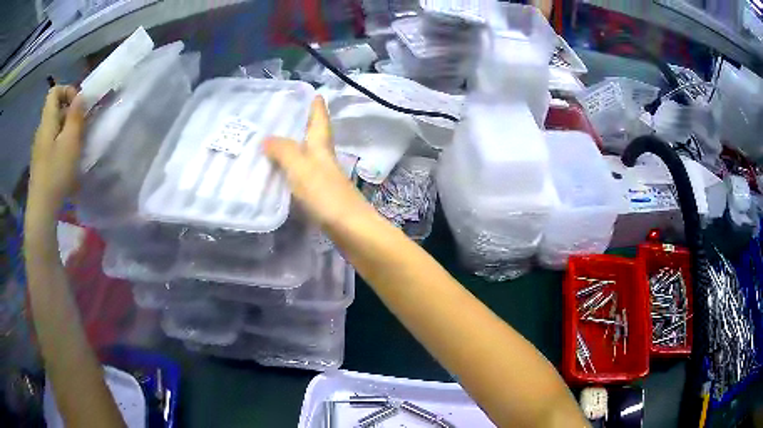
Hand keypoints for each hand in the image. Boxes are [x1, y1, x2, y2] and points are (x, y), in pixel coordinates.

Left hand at [27, 86, 83, 218]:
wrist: (41, 209)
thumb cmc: (56, 173)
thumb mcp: (71, 142)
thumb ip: (76, 115)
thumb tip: (80, 96)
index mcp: (47, 121)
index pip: (54, 91)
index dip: (68, 91)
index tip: (78, 106)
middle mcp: (41, 130)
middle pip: (55, 109)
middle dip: (69, 112)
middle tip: (81, 128)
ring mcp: (39, 147)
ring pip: (54, 127)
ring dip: (66, 130)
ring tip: (75, 145)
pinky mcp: (40, 162)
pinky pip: (52, 142)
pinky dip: (61, 144)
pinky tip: (66, 160)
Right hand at [264, 96, 369, 226]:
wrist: (350, 229)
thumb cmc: (326, 195)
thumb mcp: (301, 167)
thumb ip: (283, 151)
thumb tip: (266, 138)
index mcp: (322, 147)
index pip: (320, 120)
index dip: (317, 107)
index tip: (314, 93)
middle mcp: (325, 159)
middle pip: (315, 137)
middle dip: (303, 125)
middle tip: (283, 117)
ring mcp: (324, 179)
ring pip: (308, 156)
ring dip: (295, 148)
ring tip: (274, 144)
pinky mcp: (321, 197)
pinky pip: (303, 176)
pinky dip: (292, 171)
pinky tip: (281, 175)